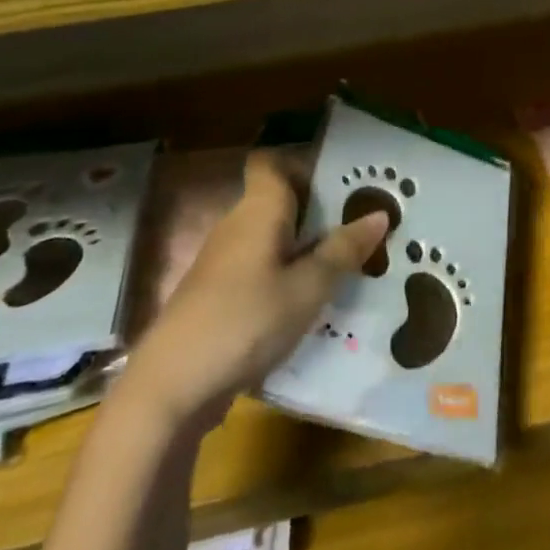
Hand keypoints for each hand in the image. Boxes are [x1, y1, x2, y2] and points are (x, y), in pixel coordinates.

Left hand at [130, 151, 389, 427]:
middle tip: (362, 227)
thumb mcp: (308, 288)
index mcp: (258, 210)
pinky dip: (284, 277)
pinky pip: (258, 269)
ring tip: (346, 265)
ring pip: (270, 239)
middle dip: (318, 212)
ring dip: (303, 248)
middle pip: (278, 202)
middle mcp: (236, 225)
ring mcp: (221, 262)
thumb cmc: (246, 321)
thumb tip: (379, 213)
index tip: (341, 184)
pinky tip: (309, 303)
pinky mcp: (215, 295)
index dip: (302, 165)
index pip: (271, 163)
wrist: (171, 387)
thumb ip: (343, 250)